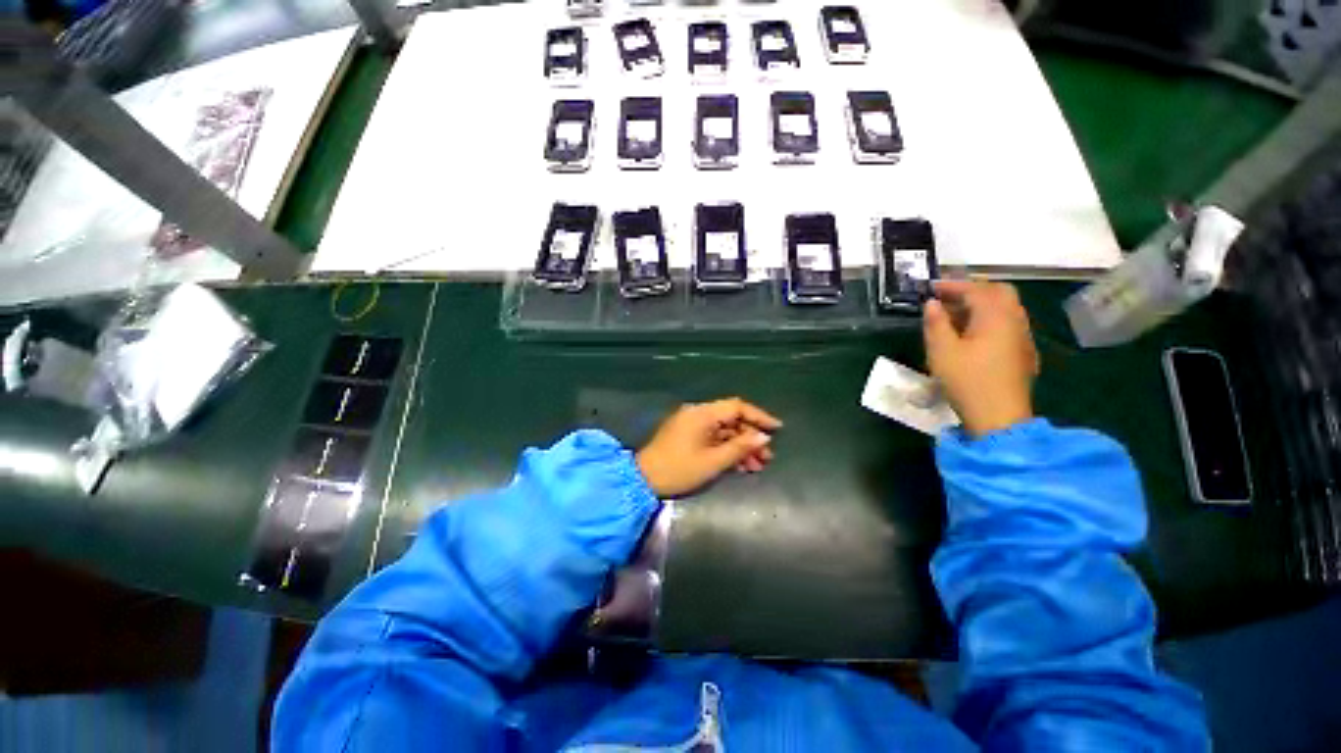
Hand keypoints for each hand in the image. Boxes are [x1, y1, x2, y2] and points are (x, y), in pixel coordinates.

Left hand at [636, 398, 781, 496]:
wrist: (643, 480)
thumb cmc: (679, 469)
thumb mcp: (713, 461)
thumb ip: (740, 447)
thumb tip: (763, 437)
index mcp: (702, 413)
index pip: (736, 407)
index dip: (759, 416)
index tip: (777, 429)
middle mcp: (697, 414)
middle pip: (731, 419)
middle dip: (750, 437)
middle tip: (767, 457)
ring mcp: (692, 425)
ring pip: (723, 431)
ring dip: (740, 446)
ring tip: (757, 466)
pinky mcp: (687, 436)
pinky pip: (713, 438)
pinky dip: (726, 449)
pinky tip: (740, 466)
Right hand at [923, 280, 1038, 437]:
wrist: (999, 417)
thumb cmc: (967, 381)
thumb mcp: (941, 351)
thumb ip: (935, 323)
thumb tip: (931, 304)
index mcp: (996, 317)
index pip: (975, 289)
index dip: (952, 285)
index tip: (930, 288)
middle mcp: (1015, 320)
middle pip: (999, 292)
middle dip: (972, 289)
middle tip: (947, 296)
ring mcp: (1023, 337)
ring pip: (1006, 308)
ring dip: (981, 304)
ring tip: (955, 314)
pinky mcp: (1023, 352)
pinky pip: (1008, 323)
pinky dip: (990, 319)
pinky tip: (973, 334)